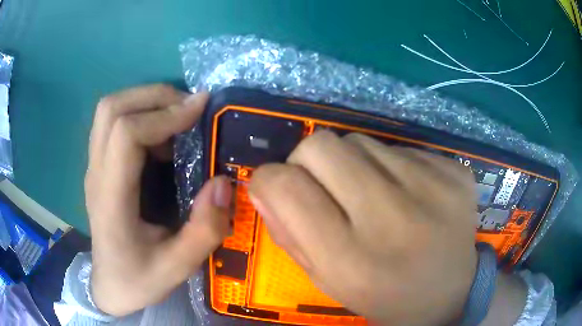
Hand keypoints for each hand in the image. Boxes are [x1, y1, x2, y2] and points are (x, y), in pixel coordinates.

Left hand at [85, 85, 230, 315]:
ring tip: (177, 118)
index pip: (126, 134)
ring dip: (146, 101)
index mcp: (111, 199)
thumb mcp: (178, 267)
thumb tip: (223, 183)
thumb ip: (204, 229)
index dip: (164, 115)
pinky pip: (113, 122)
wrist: (110, 286)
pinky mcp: (99, 167)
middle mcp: (96, 173)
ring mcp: (94, 167)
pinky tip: (162, 137)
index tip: (200, 110)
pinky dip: (140, 114)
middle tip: (189, 108)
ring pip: (110, 110)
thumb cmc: (139, 279)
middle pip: (111, 108)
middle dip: (154, 96)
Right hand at [249, 131, 478, 325]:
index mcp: (352, 260)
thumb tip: (262, 184)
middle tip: (326, 187)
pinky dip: (391, 165)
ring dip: (353, 163)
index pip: (286, 185)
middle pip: (320, 145)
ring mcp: (433, 188)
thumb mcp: (328, 281)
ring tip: (375, 196)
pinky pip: (400, 147)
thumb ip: (288, 233)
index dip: (268, 179)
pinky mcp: (454, 171)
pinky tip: (409, 194)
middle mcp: (393, 218)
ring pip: (360, 140)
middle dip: (309, 161)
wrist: (452, 292)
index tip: (276, 187)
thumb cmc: (384, 296)